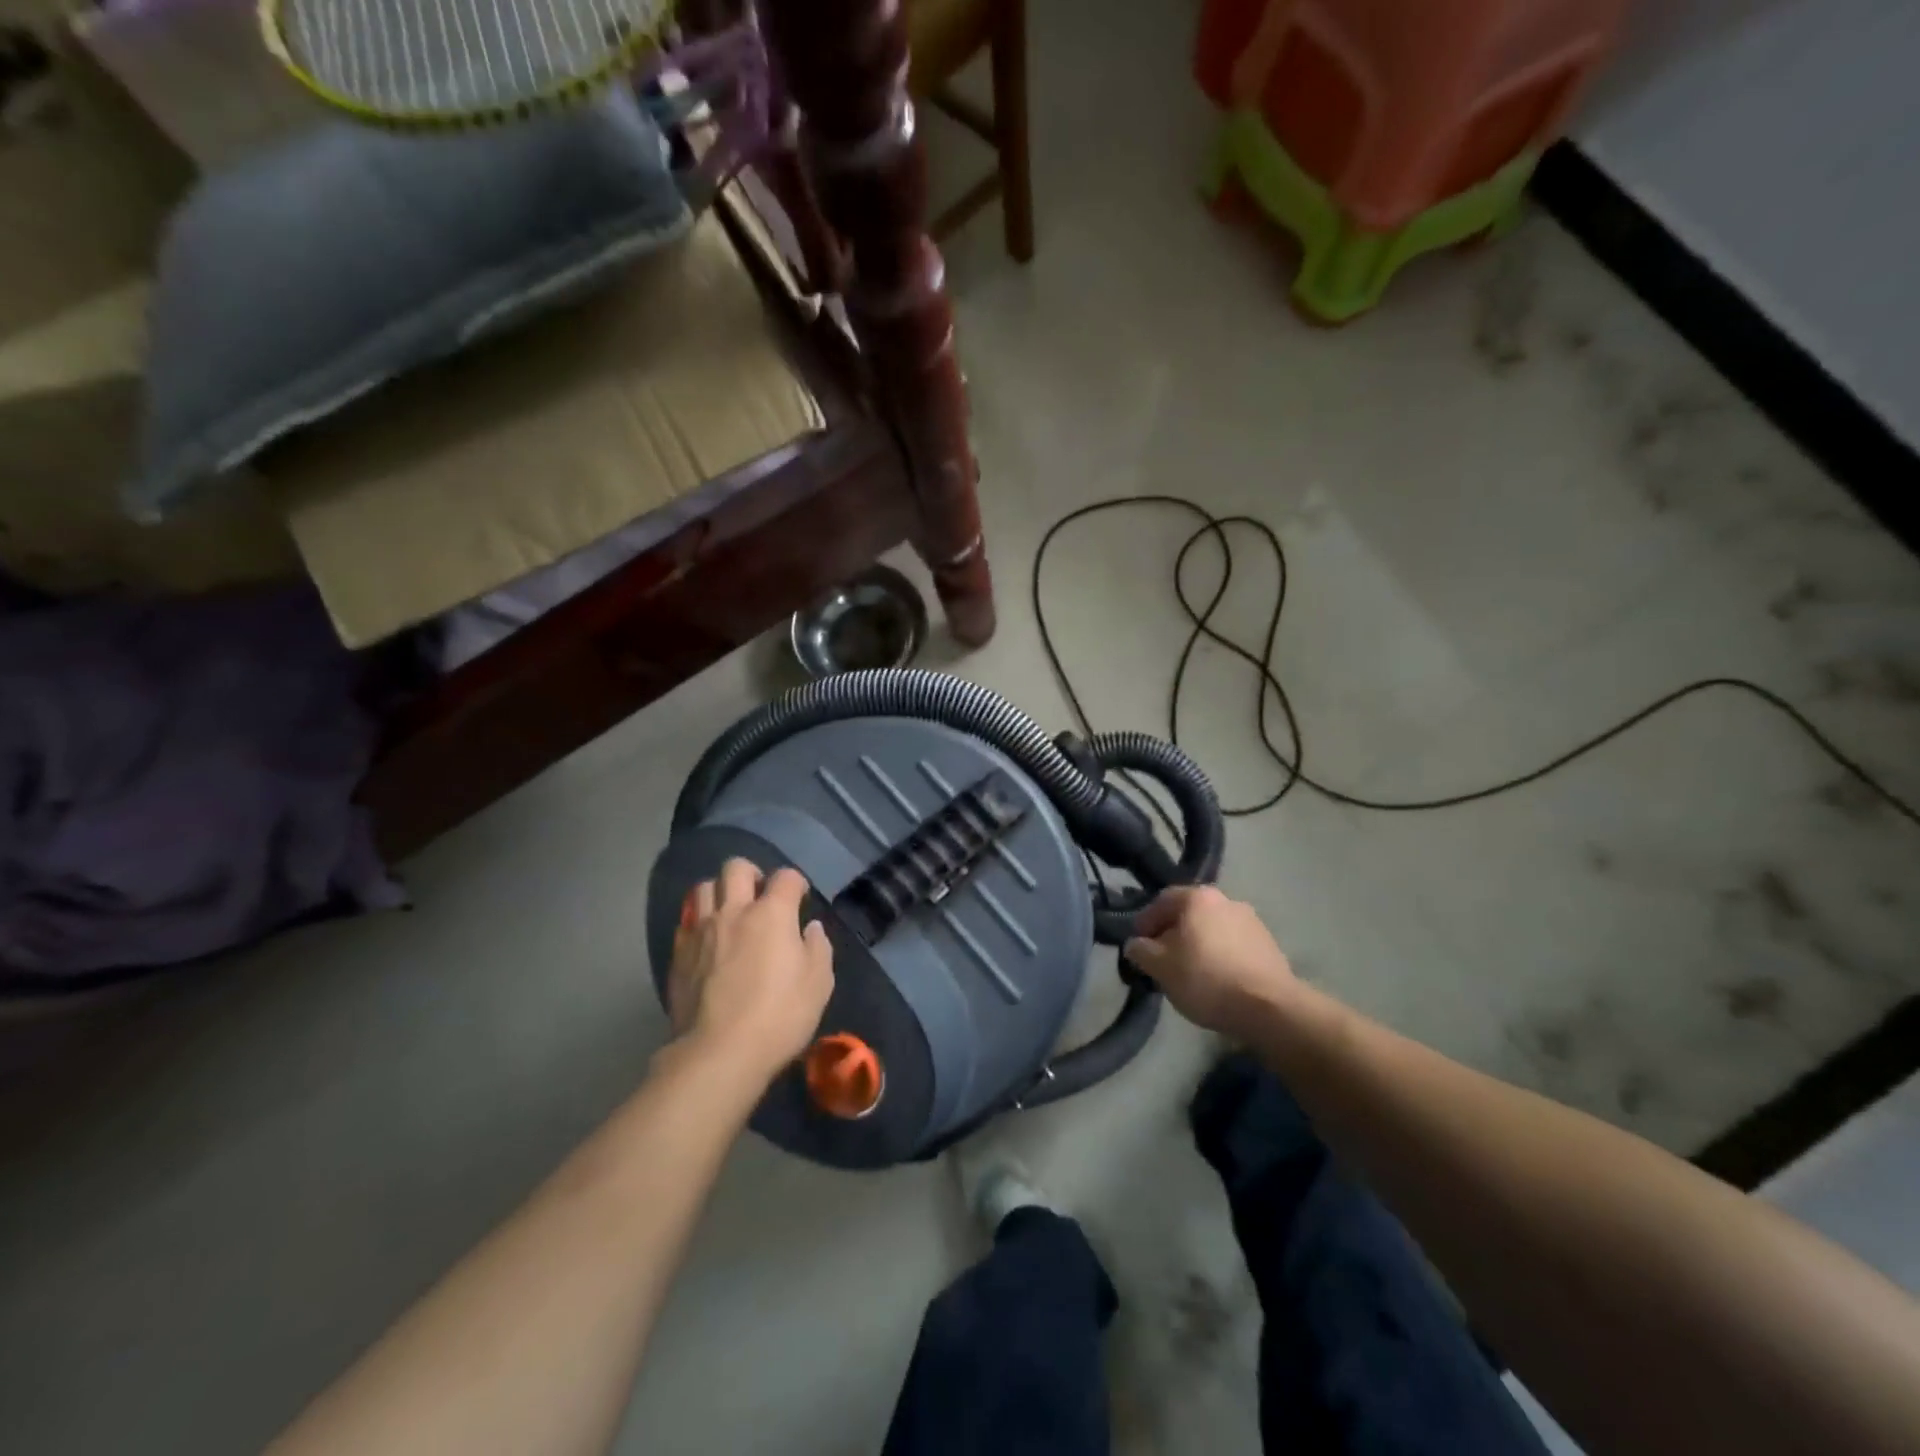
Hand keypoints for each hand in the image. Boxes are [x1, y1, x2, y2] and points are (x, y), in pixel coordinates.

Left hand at [669, 859, 834, 1084]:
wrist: (719, 1053)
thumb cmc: (779, 1016)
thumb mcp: (818, 984)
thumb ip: (817, 948)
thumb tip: (810, 929)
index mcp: (772, 913)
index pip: (786, 877)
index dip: (796, 883)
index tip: (800, 898)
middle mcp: (734, 912)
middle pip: (736, 867)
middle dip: (751, 874)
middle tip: (760, 896)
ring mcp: (701, 931)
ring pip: (704, 888)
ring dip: (720, 892)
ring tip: (730, 913)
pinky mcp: (678, 955)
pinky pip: (687, 922)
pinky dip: (700, 923)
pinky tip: (708, 942)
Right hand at [1123, 885, 1297, 1035]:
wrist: (1270, 1008)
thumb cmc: (1206, 979)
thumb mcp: (1160, 967)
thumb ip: (1141, 950)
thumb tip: (1136, 944)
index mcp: (1198, 897)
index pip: (1161, 901)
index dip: (1144, 923)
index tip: (1138, 947)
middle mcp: (1226, 900)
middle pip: (1189, 914)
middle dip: (1172, 935)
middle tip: (1161, 961)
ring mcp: (1252, 921)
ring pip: (1212, 930)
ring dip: (1197, 946)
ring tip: (1189, 974)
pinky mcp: (1269, 946)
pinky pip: (1232, 946)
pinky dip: (1219, 957)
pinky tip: (1216, 981)